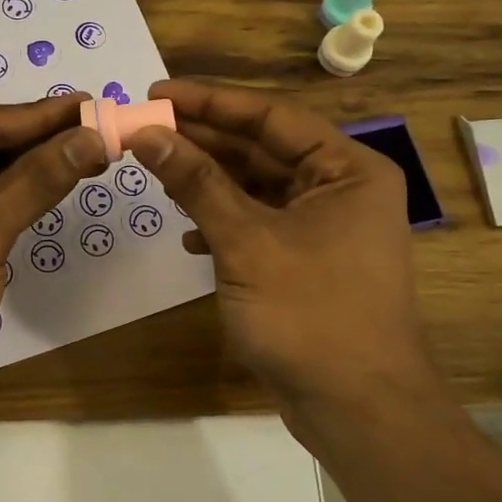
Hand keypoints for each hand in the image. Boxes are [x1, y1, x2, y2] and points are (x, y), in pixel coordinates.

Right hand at [125, 79, 436, 407]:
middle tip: (145, 129)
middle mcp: (341, 188)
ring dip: (209, 181)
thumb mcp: (246, 241)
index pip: (270, 116)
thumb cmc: (309, 314)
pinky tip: (189, 233)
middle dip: (203, 141)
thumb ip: (197, 183)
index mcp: (346, 169)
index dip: (209, 102)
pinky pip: (259, 224)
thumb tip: (147, 134)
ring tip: (156, 171)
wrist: (356, 408)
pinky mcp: (307, 261)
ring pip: (257, 188)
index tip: (156, 94)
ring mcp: (325, 227)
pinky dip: (224, 223)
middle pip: (262, 149)